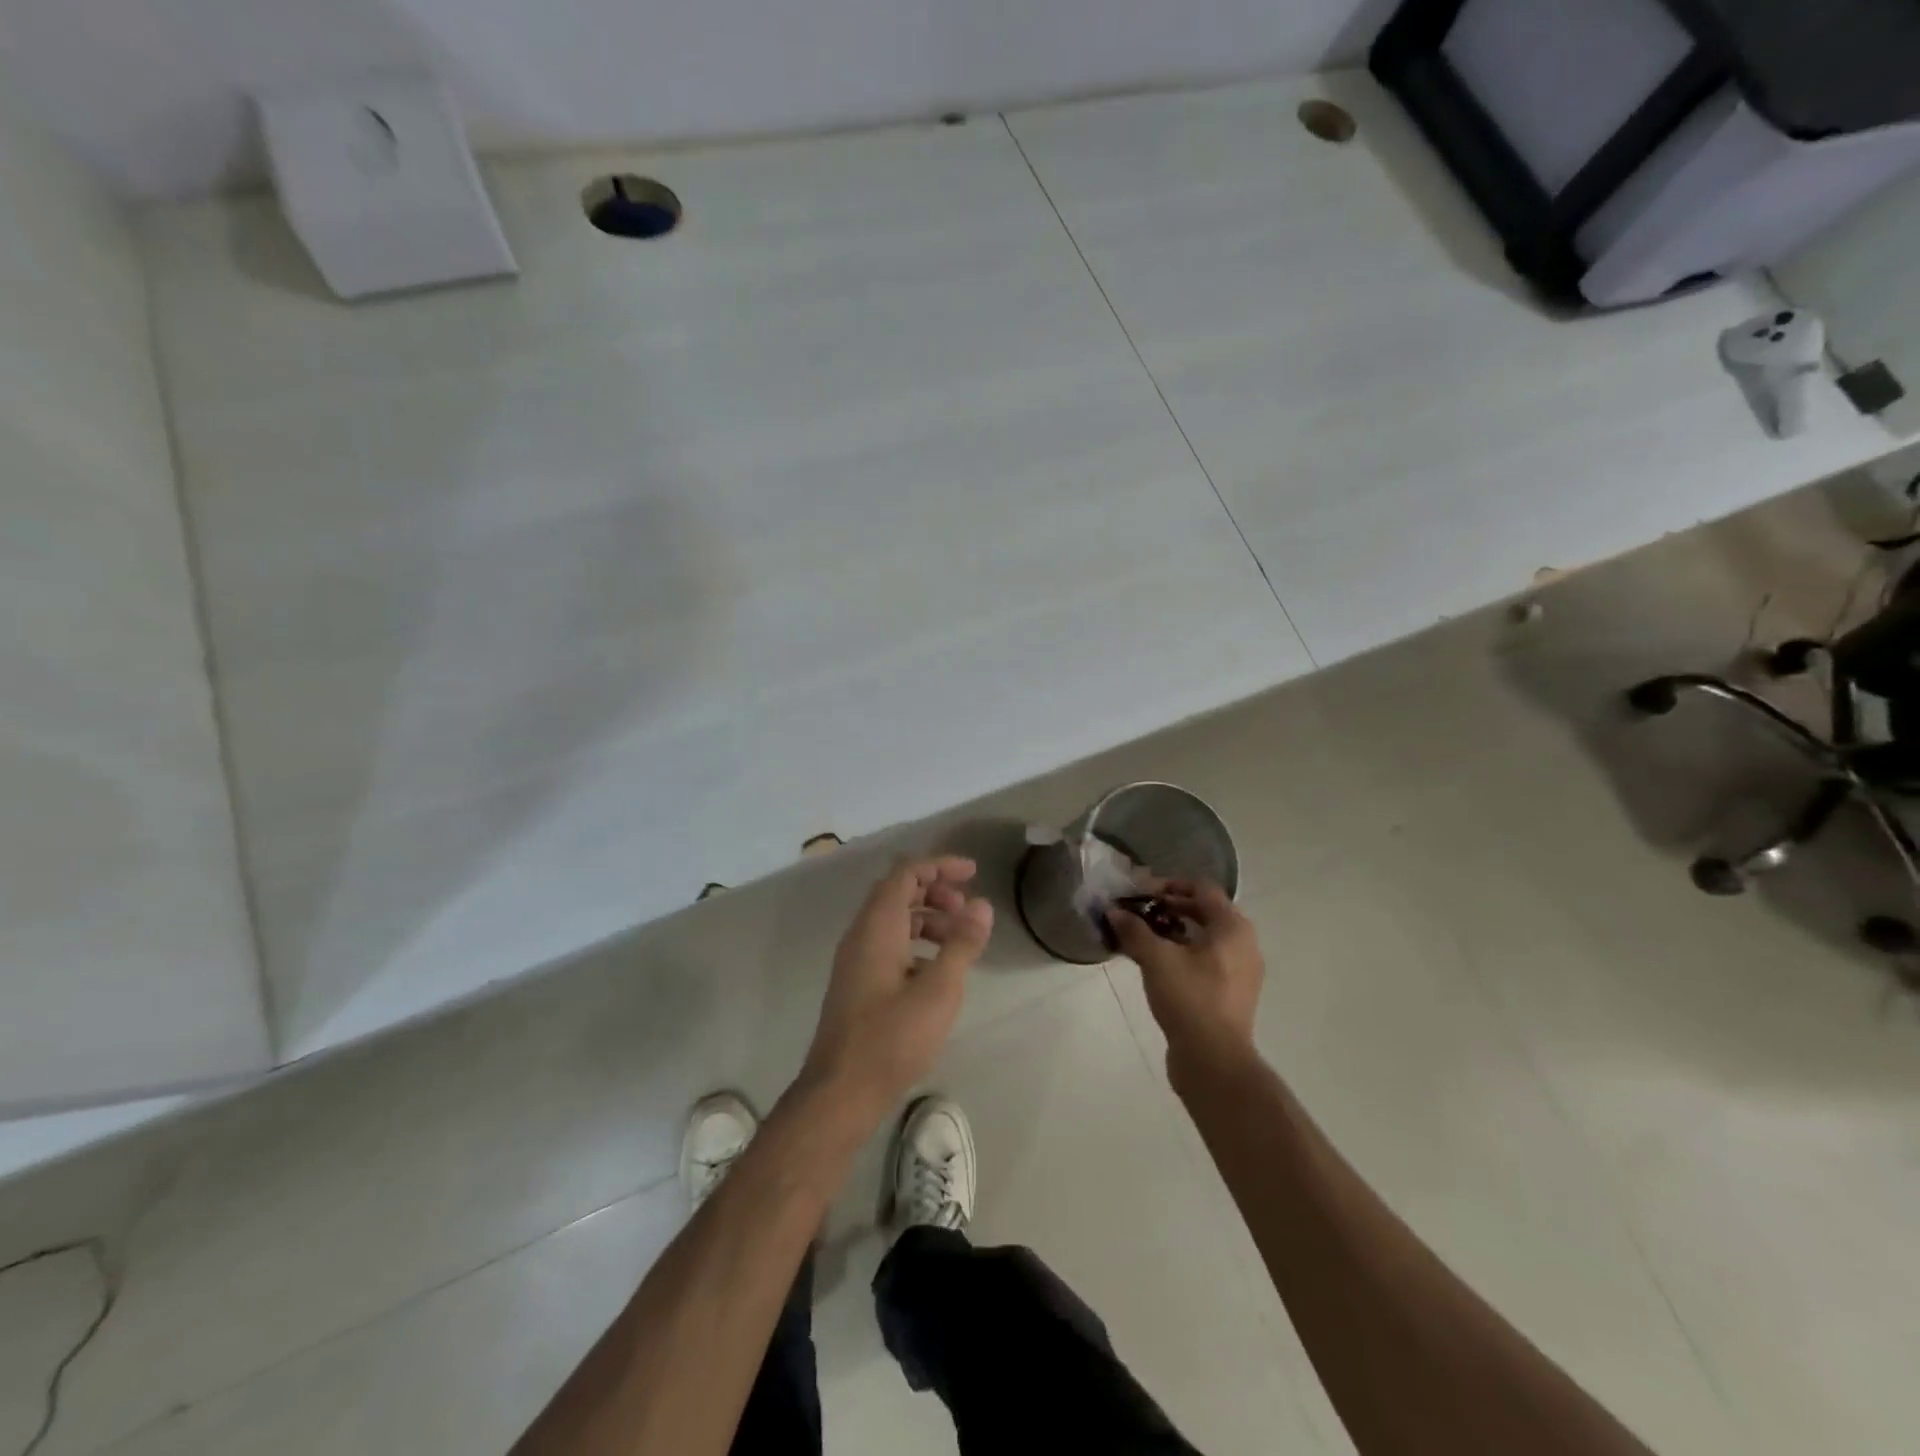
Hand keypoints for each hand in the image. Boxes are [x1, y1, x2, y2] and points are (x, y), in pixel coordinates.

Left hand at [801, 856, 993, 1124]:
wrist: (840, 1092)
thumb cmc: (892, 1038)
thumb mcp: (939, 990)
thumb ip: (962, 944)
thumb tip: (981, 906)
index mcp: (877, 926)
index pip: (906, 873)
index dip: (940, 865)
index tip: (973, 873)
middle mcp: (861, 934)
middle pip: (898, 891)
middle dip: (936, 890)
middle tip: (968, 909)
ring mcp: (856, 960)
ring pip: (893, 920)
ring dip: (928, 918)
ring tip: (959, 940)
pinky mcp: (858, 983)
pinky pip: (889, 944)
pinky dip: (916, 943)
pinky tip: (937, 970)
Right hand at [1109, 880, 1262, 1084]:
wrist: (1214, 1062)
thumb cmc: (1190, 999)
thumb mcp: (1156, 959)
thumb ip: (1134, 930)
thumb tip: (1114, 911)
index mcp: (1233, 928)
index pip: (1202, 888)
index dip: (1169, 884)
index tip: (1140, 893)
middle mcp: (1244, 943)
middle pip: (1205, 911)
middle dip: (1170, 907)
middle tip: (1138, 912)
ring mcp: (1241, 970)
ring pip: (1205, 937)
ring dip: (1174, 930)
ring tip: (1143, 936)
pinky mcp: (1232, 992)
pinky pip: (1207, 959)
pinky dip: (1183, 952)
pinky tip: (1157, 963)